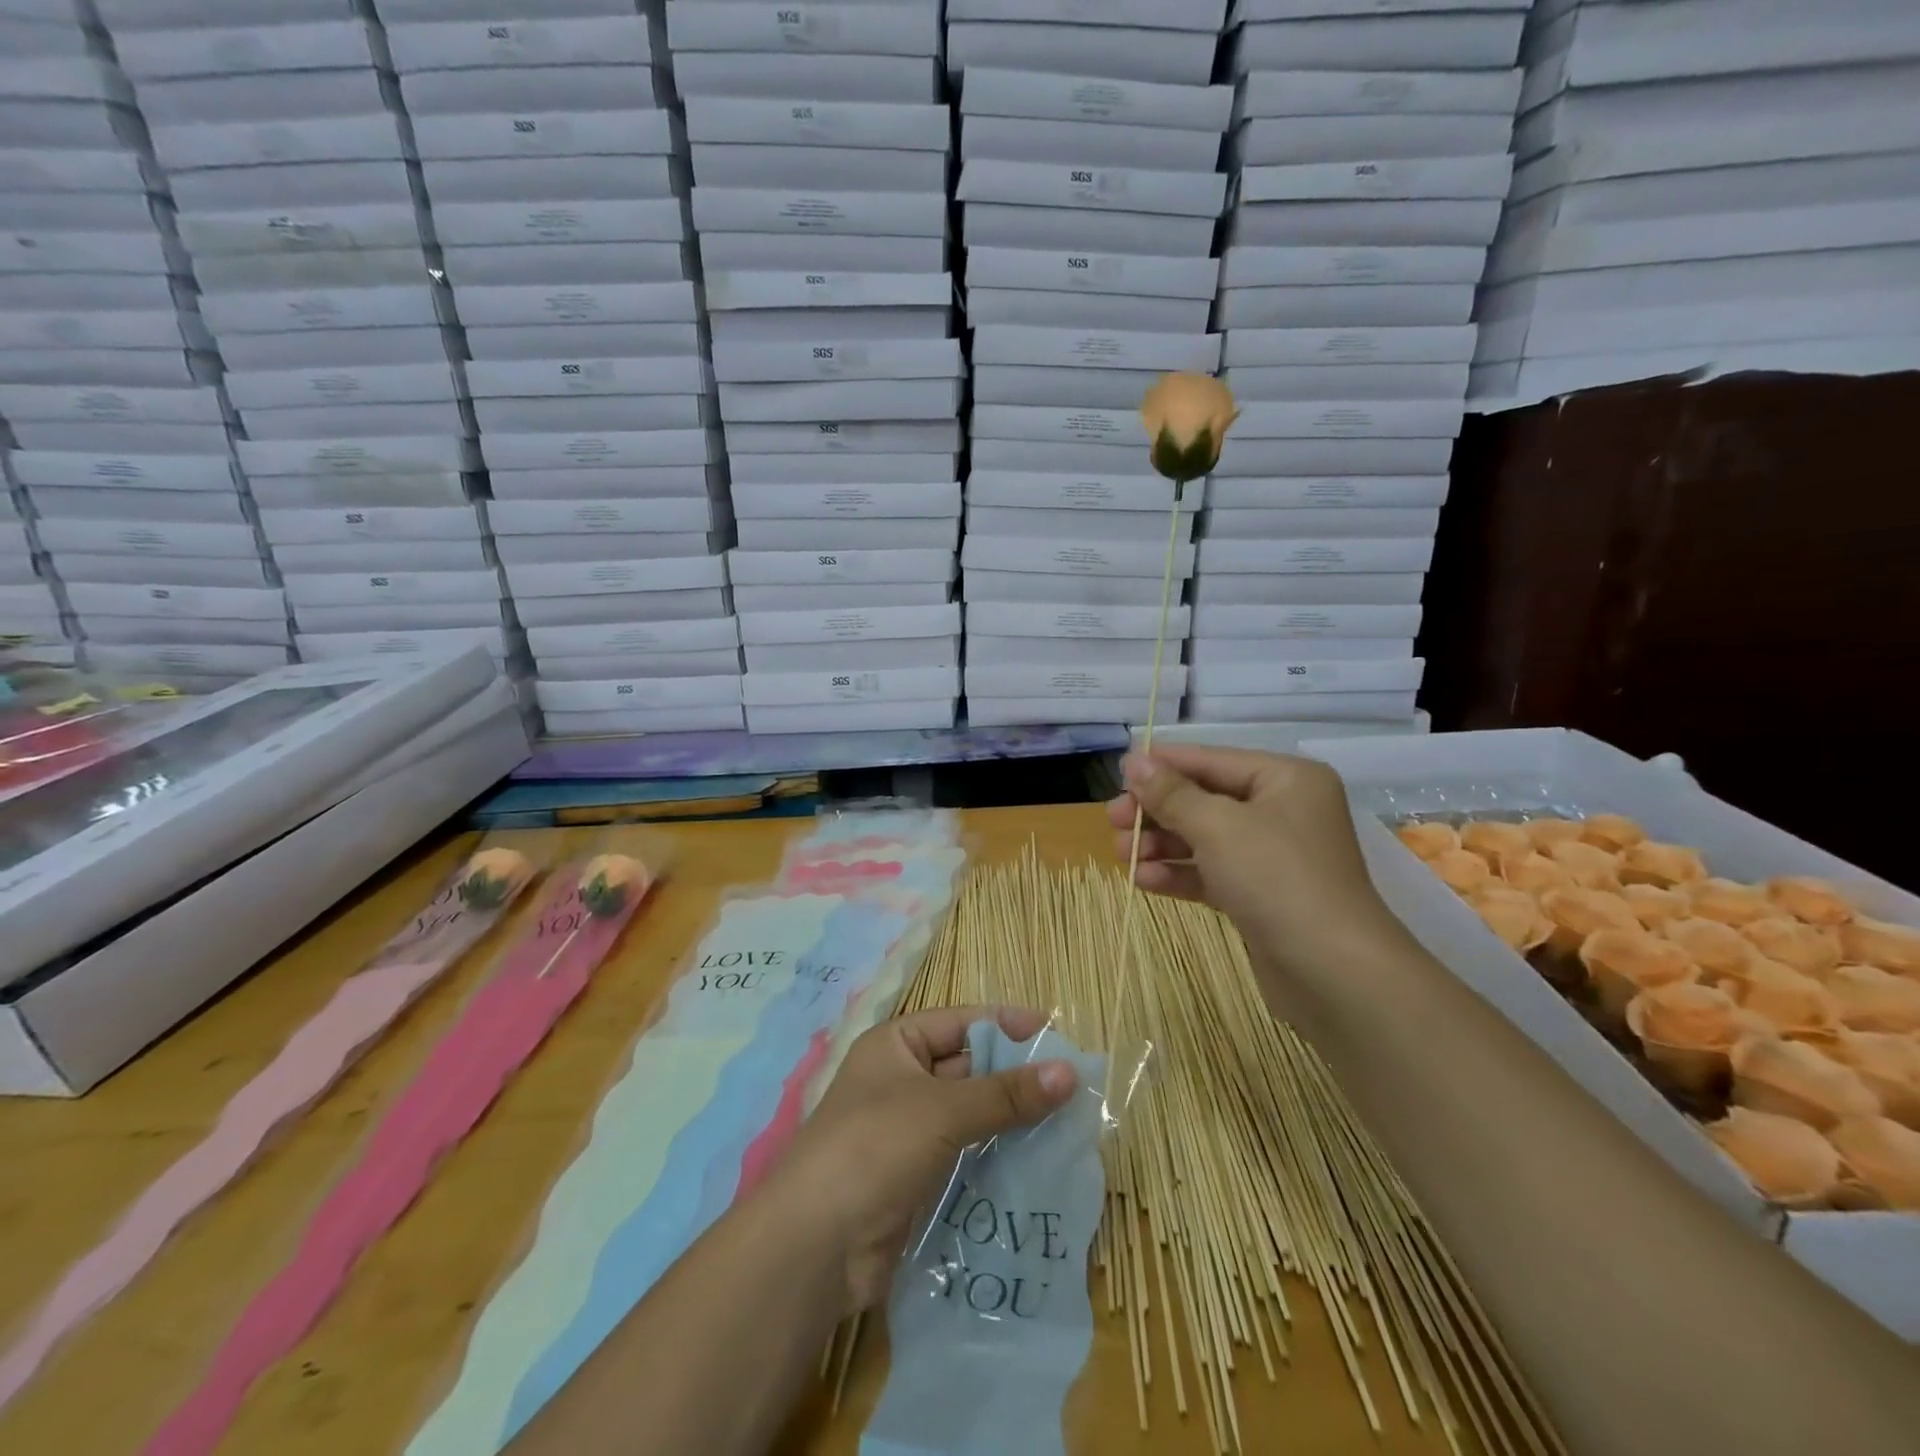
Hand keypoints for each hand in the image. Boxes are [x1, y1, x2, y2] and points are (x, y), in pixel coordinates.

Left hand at [768, 1006, 1077, 1314]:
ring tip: (1068, 1126)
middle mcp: (902, 1080)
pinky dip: (999, 1156)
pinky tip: (1039, 1163)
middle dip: (1017, 1077)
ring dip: (1013, 1121)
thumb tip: (1069, 1073)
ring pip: (972, 1115)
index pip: (962, 1023)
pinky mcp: (919, 1178)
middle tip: (1073, 1087)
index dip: (1008, 1026)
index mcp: (897, 1045)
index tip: (1057, 1034)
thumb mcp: (942, 1110)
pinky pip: (968, 1155)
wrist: (817, 1247)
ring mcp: (909, 1132)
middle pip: (970, 1068)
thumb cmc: (874, 1148)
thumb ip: (1006, 1093)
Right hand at [1106, 745, 1388, 965]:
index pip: (1211, 760)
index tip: (1116, 775)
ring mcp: (1272, 856)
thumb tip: (1134, 761)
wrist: (1333, 973)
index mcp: (1284, 780)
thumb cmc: (1277, 878)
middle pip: (1204, 799)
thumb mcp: (1217, 826)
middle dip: (1156, 811)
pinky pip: (1211, 873)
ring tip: (1121, 854)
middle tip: (1113, 821)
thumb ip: (1171, 793)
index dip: (1162, 766)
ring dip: (1160, 844)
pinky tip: (1142, 880)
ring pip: (1203, 839)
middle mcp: (1281, 811)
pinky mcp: (1261, 896)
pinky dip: (1177, 874)